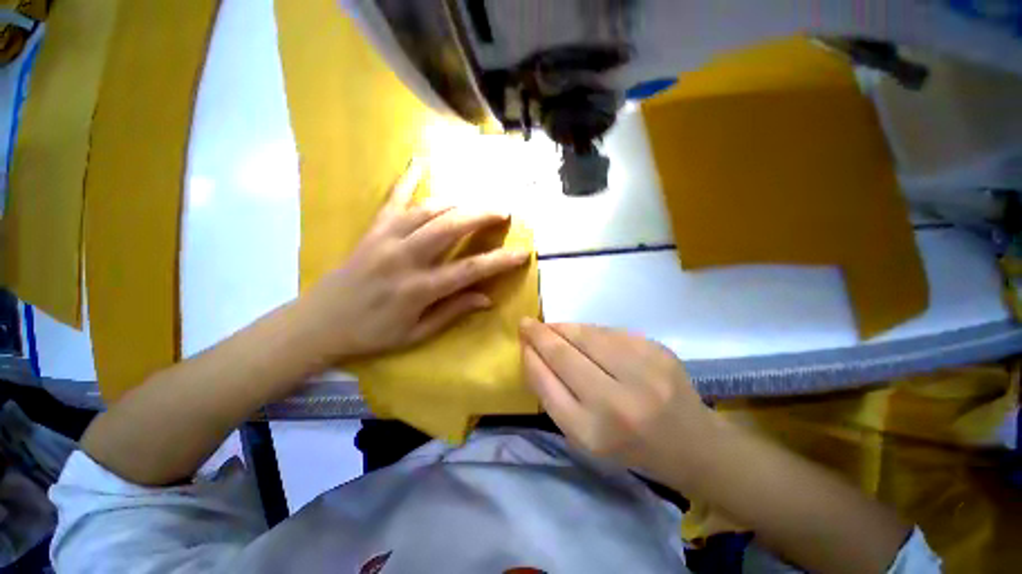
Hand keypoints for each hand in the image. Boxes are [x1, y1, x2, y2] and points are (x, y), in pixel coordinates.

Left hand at [298, 160, 530, 360]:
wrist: (319, 323)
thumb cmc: (372, 333)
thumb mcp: (416, 333)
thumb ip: (452, 312)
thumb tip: (486, 299)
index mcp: (418, 289)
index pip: (469, 270)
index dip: (499, 261)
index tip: (522, 252)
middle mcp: (405, 258)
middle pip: (450, 227)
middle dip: (481, 215)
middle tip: (503, 211)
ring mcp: (386, 239)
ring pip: (427, 210)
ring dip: (457, 203)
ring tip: (476, 203)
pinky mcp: (372, 230)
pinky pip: (391, 200)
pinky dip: (406, 179)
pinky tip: (420, 162)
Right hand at [519, 319, 715, 483]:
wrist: (692, 443)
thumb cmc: (629, 446)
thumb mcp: (584, 436)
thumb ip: (554, 396)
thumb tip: (533, 353)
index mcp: (592, 433)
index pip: (546, 383)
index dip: (530, 357)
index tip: (521, 341)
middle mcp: (616, 403)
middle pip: (564, 354)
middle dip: (540, 334)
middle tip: (526, 323)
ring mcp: (642, 373)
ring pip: (586, 335)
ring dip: (563, 327)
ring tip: (551, 327)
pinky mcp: (658, 351)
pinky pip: (609, 331)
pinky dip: (589, 330)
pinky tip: (583, 334)